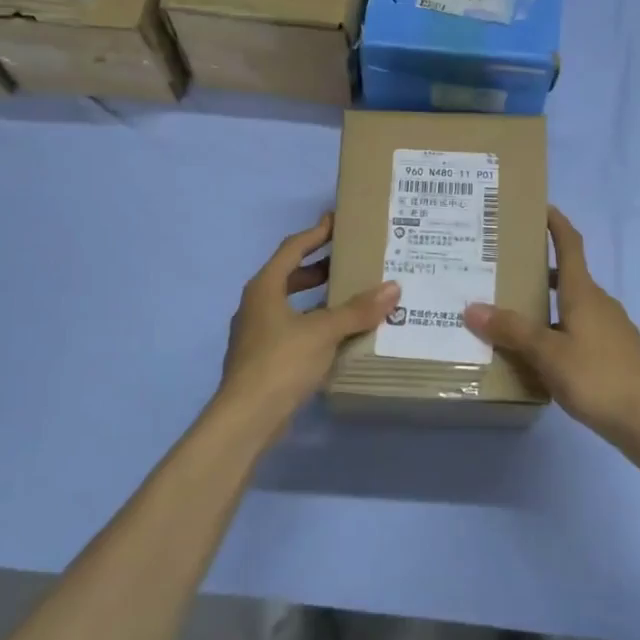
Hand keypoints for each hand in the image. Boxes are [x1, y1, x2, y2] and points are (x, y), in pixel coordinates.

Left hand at [218, 214, 399, 435]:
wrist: (246, 418)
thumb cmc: (281, 362)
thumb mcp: (324, 331)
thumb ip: (358, 309)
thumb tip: (393, 287)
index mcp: (265, 287)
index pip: (292, 249)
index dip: (316, 234)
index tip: (337, 221)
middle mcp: (256, 305)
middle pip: (289, 275)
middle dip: (319, 267)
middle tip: (350, 261)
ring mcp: (256, 333)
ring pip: (291, 305)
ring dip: (317, 298)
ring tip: (350, 297)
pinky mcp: (262, 358)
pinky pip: (292, 329)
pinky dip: (314, 324)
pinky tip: (337, 335)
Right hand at [463, 207, 639, 448]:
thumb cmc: (597, 378)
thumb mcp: (547, 354)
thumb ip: (511, 330)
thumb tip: (472, 307)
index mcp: (584, 293)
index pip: (571, 245)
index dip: (556, 224)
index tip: (540, 207)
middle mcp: (600, 304)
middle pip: (568, 276)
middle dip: (539, 270)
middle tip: (505, 271)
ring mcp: (611, 329)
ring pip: (573, 306)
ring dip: (546, 305)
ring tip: (514, 317)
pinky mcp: (615, 354)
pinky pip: (580, 330)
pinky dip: (558, 330)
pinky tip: (542, 355)